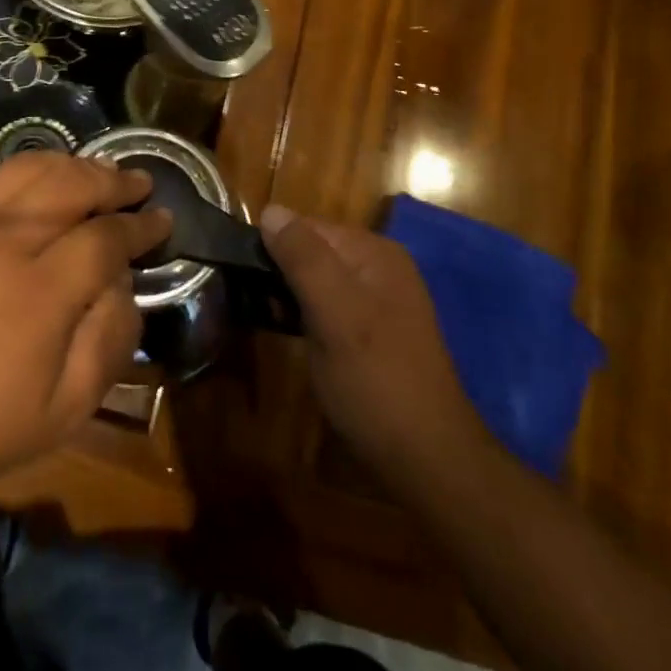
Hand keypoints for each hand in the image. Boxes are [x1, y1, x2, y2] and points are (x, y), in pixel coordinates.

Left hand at [0, 152, 168, 508]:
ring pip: (27, 170)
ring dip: (72, 166)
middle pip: (70, 185)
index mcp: (37, 293)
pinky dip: (22, 175)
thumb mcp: (66, 410)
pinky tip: (37, 185)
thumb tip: (123, 280)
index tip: (162, 220)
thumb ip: (109, 338)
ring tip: (96, 173)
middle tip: (138, 184)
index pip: (105, 238)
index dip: (141, 226)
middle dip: (113, 181)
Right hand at [261, 205, 486, 493]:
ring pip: (318, 281)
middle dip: (280, 271)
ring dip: (289, 294)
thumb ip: (303, 257)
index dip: (273, 246)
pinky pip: (329, 307)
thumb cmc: (376, 380)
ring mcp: (379, 301)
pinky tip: (292, 335)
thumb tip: (270, 209)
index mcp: (374, 253)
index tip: (243, 275)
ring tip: (264, 317)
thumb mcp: (334, 313)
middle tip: (252, 301)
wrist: (427, 460)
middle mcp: (380, 268)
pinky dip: (306, 314)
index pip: (308, 226)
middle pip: (313, 251)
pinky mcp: (373, 333)